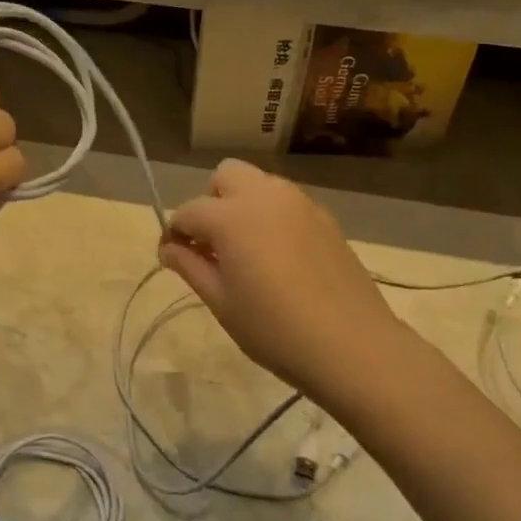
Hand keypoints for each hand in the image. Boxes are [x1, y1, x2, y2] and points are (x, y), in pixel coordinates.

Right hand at [158, 160, 400, 396]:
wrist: (351, 344)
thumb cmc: (273, 328)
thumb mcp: (221, 301)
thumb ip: (190, 266)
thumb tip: (169, 248)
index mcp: (232, 216)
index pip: (188, 211)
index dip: (175, 233)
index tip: (173, 258)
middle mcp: (265, 196)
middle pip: (225, 176)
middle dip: (210, 202)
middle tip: (212, 245)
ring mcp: (300, 203)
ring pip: (259, 184)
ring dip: (242, 205)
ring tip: (245, 250)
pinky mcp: (325, 218)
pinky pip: (286, 202)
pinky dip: (270, 216)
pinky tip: (278, 257)